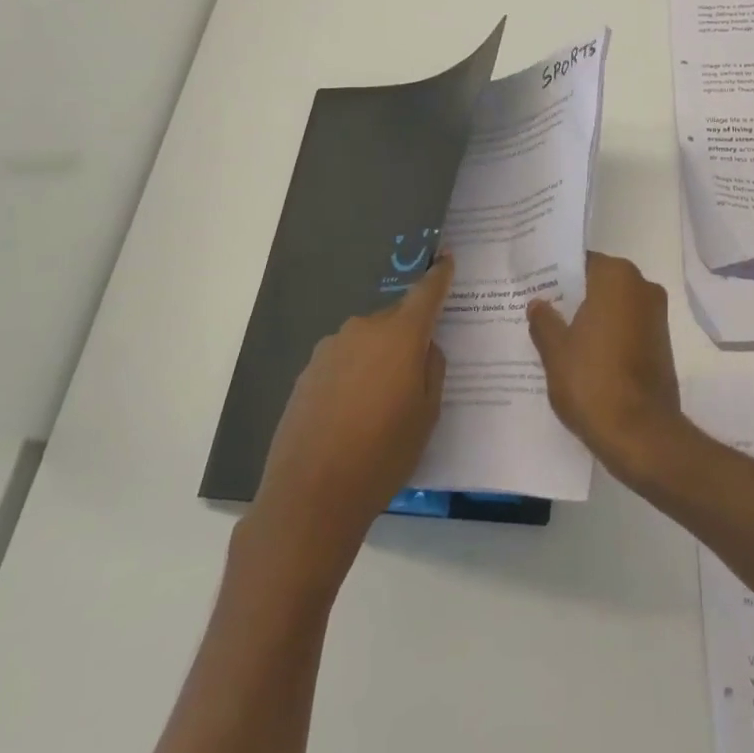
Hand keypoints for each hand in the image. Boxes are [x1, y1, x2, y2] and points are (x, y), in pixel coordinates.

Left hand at [250, 256, 452, 576]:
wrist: (311, 494)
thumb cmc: (384, 453)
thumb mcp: (428, 414)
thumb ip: (433, 368)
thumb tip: (425, 346)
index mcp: (400, 335)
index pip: (426, 292)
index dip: (439, 275)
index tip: (446, 258)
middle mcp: (363, 329)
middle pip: (395, 320)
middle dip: (408, 334)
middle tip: (417, 370)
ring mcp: (330, 349)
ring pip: (367, 341)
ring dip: (379, 357)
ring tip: (381, 402)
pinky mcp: (307, 372)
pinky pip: (343, 361)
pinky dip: (354, 374)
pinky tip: (352, 413)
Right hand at [527, 252, 684, 483]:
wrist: (641, 435)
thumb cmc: (593, 382)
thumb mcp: (555, 351)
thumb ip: (544, 321)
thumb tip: (538, 304)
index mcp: (617, 278)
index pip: (582, 262)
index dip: (557, 274)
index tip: (535, 286)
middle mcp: (642, 288)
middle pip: (600, 282)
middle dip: (573, 295)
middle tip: (540, 309)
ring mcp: (656, 316)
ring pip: (614, 306)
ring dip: (591, 317)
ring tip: (556, 334)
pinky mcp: (661, 344)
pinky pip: (627, 327)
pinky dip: (607, 334)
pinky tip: (582, 355)